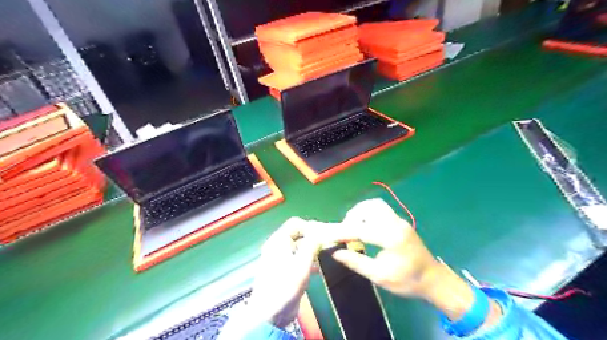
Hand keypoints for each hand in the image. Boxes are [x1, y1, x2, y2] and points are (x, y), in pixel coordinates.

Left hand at [246, 216, 329, 328]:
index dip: (311, 226)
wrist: (270, 314)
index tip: (325, 234)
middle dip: (313, 237)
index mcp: (278, 241)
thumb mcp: (302, 263)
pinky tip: (317, 268)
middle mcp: (278, 246)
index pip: (295, 223)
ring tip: (325, 254)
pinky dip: (308, 260)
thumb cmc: (285, 285)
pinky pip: (298, 259)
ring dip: (312, 249)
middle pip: (297, 234)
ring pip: (299, 247)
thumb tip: (320, 232)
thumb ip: (312, 244)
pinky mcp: (284, 271)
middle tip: (328, 243)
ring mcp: (280, 259)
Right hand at [328, 198, 486, 322]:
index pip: (361, 229)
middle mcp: (396, 224)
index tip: (330, 236)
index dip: (343, 232)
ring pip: (375, 205)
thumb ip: (357, 262)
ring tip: (352, 226)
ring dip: (360, 212)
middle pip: (369, 207)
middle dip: (353, 216)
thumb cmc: (407, 281)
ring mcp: (399, 221)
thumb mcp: (380, 276)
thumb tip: (336, 253)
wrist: (434, 279)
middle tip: (344, 231)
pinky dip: (368, 213)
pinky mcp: (400, 222)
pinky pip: (381, 209)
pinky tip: (364, 226)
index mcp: (391, 238)